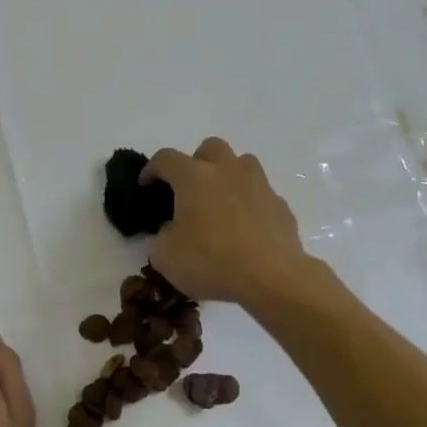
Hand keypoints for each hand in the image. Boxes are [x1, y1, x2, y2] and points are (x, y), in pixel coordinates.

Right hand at [143, 138, 318, 306]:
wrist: (271, 278)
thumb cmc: (212, 262)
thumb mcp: (166, 257)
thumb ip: (162, 236)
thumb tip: (173, 230)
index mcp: (194, 177)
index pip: (166, 158)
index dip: (152, 169)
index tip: (146, 185)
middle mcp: (228, 171)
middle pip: (210, 148)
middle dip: (196, 162)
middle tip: (189, 189)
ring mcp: (259, 185)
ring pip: (242, 164)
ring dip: (228, 176)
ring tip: (220, 204)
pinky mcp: (280, 205)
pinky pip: (260, 195)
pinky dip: (249, 204)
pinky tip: (245, 229)